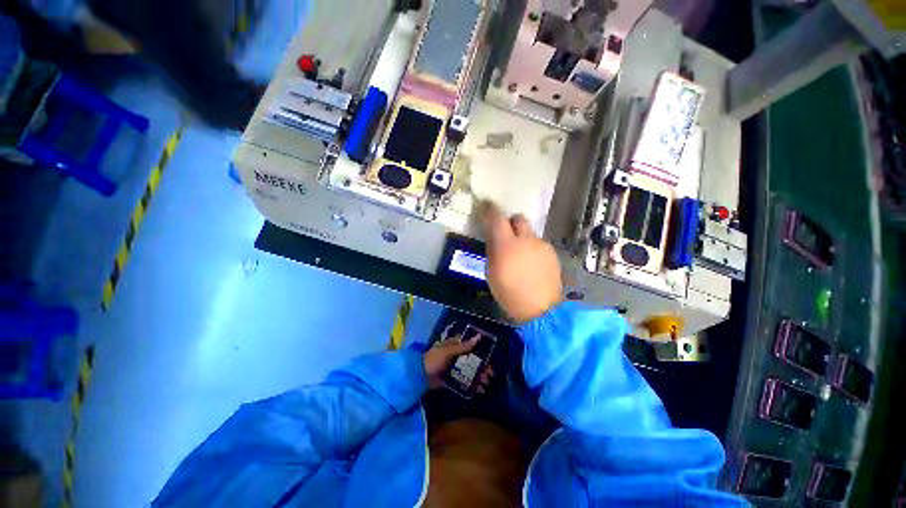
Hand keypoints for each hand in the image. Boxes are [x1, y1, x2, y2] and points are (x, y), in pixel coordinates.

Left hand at [424, 335, 494, 391]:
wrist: (419, 376)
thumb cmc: (434, 359)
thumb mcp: (448, 351)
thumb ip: (463, 346)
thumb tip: (479, 336)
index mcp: (456, 345)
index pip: (473, 346)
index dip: (483, 352)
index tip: (491, 360)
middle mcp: (458, 355)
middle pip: (474, 360)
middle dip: (483, 367)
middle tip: (490, 375)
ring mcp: (455, 367)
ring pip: (472, 371)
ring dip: (480, 376)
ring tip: (485, 384)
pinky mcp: (453, 378)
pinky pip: (466, 381)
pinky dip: (473, 385)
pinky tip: (480, 390)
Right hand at [481, 201, 562, 323]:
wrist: (541, 309)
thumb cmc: (509, 294)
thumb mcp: (491, 273)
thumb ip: (492, 250)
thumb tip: (494, 237)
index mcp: (506, 245)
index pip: (497, 218)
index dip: (490, 210)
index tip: (486, 207)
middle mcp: (526, 240)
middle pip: (518, 218)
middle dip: (510, 222)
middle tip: (505, 235)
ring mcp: (541, 245)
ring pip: (529, 232)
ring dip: (522, 238)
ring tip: (520, 257)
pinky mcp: (551, 253)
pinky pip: (538, 244)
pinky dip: (532, 248)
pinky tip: (531, 265)